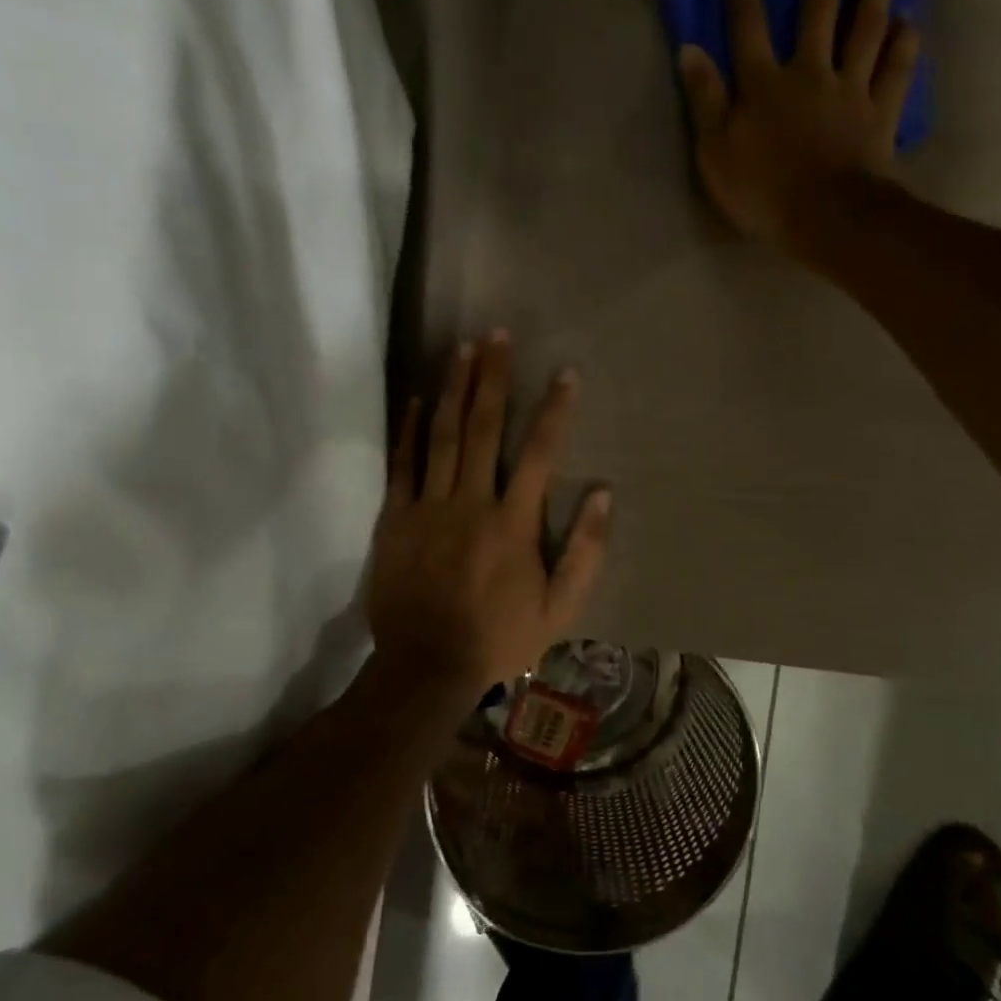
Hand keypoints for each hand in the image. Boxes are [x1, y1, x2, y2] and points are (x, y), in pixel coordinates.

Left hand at [368, 333, 611, 696]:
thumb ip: (586, 551)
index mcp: (513, 523)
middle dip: (492, 377)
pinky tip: (419, 399)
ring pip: (442, 436)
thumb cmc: (500, 637)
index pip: (540, 453)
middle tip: (497, 334)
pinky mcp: (395, 520)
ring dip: (453, 389)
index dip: (555, 410)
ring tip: (461, 348)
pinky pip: (402, 465)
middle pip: (483, 428)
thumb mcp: (560, 608)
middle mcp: (470, 503)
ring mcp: (427, 508)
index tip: (566, 373)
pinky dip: (410, 430)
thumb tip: (605, 495)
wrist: (427, 666)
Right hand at [678, 0, 920, 261]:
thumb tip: (689, 49)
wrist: (825, 218)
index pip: (747, 24)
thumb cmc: (762, 192)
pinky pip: (896, 70)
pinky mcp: (879, 114)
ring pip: (865, 27)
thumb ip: (704, 101)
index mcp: (764, 84)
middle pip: (818, 8)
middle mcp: (810, 72)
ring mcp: (850, 90)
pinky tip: (910, 21)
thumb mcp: (715, 153)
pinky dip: (904, 44)